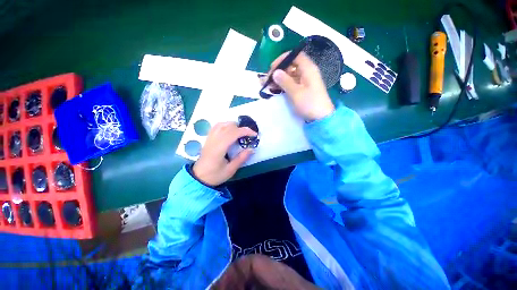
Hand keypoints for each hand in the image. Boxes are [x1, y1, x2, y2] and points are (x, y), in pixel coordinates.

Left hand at [193, 122, 256, 185]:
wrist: (198, 177)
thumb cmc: (215, 175)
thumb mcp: (230, 170)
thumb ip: (241, 158)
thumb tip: (252, 149)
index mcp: (219, 148)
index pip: (233, 133)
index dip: (245, 131)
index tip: (254, 135)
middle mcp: (214, 140)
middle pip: (229, 126)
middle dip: (241, 128)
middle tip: (248, 137)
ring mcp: (210, 138)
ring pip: (222, 124)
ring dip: (234, 126)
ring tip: (240, 133)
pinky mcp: (208, 138)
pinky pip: (217, 126)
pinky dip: (226, 125)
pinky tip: (230, 131)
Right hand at [266, 51, 334, 121]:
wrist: (321, 118)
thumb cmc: (309, 104)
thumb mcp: (296, 92)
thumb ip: (285, 81)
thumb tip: (275, 72)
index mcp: (308, 69)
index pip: (296, 55)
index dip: (283, 59)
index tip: (272, 67)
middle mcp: (307, 72)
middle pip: (292, 65)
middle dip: (279, 70)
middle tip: (269, 79)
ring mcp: (306, 81)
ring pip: (291, 75)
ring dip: (280, 79)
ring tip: (269, 85)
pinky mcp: (304, 89)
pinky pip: (292, 83)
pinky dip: (284, 85)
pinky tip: (276, 89)